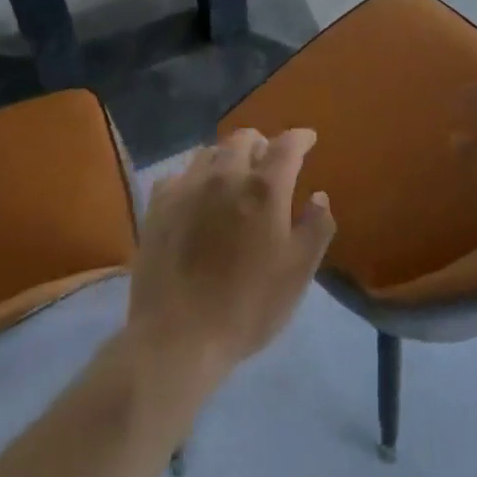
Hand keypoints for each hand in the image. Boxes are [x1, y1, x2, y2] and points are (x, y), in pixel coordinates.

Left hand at [127, 128, 335, 380]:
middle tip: (269, 164)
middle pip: (245, 138)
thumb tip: (319, 197)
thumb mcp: (298, 273)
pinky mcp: (158, 206)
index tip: (308, 140)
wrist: (176, 338)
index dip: (300, 138)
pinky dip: (195, 177)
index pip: (287, 145)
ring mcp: (188, 187)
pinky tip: (196, 197)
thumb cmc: (247, 306)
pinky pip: (180, 174)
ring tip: (233, 179)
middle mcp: (226, 175)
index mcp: (265, 187)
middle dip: (262, 144)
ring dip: (228, 157)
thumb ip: (316, 228)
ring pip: (211, 151)